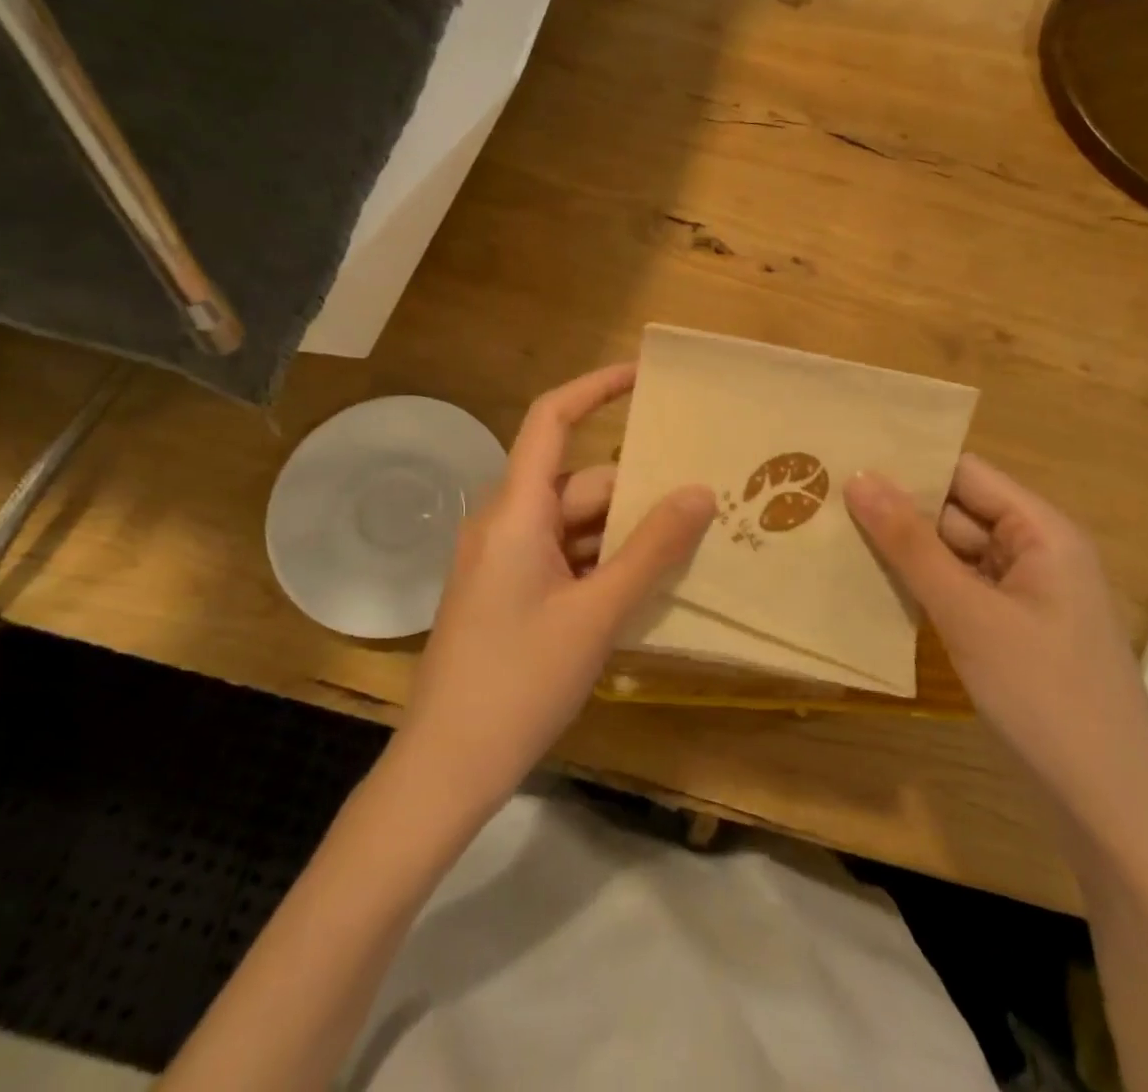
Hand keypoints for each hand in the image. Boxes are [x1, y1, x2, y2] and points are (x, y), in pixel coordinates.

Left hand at [400, 364, 715, 813]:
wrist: (446, 769)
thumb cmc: (519, 683)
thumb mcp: (597, 614)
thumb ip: (651, 550)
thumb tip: (700, 492)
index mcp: (515, 511)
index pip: (551, 420)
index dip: (595, 388)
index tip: (643, 377)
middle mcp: (505, 523)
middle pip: (578, 483)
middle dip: (636, 493)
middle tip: (702, 506)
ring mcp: (503, 560)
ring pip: (574, 525)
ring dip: (623, 535)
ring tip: (686, 550)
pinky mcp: (506, 593)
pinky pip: (562, 557)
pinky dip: (601, 564)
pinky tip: (643, 590)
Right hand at [844, 456, 1147, 836]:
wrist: (1108, 811)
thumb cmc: (1044, 697)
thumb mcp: (969, 614)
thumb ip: (910, 544)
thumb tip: (858, 477)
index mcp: (1042, 530)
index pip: (964, 473)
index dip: (907, 463)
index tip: (842, 456)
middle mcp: (1034, 551)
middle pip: (955, 511)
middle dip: (895, 506)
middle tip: (820, 496)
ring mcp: (1021, 594)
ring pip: (951, 552)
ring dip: (901, 547)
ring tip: (829, 531)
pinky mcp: (1008, 630)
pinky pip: (956, 589)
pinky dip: (917, 584)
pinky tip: (866, 581)